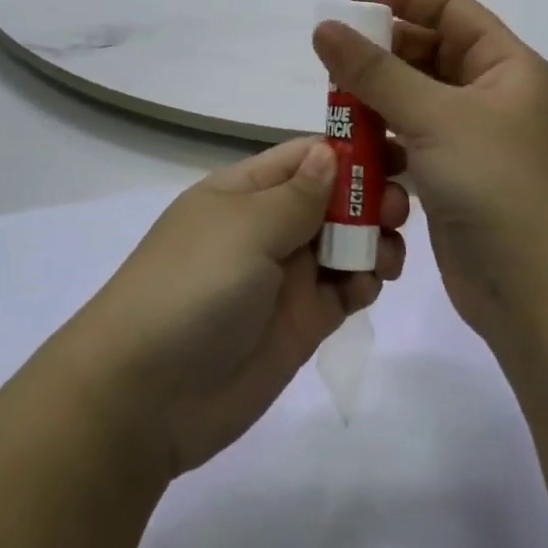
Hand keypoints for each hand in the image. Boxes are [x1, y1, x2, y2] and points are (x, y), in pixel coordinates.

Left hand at [65, 138, 406, 476]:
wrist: (146, 396)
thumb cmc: (192, 287)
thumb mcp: (244, 228)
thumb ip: (296, 195)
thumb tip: (330, 151)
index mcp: (247, 191)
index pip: (306, 156)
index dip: (351, 151)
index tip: (398, 151)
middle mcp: (269, 227)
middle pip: (333, 199)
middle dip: (370, 197)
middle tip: (401, 208)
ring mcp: (286, 277)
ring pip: (345, 244)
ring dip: (373, 241)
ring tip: (388, 254)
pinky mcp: (301, 323)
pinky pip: (344, 291)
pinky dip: (364, 283)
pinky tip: (369, 286)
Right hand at [311, 0, 547, 347]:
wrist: (543, 297)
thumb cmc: (499, 186)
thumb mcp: (435, 117)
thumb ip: (375, 71)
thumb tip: (324, 26)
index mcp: (504, 66)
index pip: (449, 10)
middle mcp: (491, 96)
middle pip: (429, 53)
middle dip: (381, 52)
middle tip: (332, 58)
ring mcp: (473, 141)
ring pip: (415, 101)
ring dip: (376, 99)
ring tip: (335, 105)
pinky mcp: (454, 180)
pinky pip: (411, 142)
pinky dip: (383, 140)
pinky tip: (354, 149)